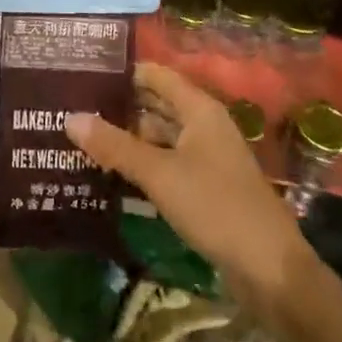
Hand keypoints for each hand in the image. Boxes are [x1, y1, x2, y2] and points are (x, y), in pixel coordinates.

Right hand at [67, 62, 318, 321]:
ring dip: (126, 136)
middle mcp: (203, 126)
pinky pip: (165, 163)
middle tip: (71, 105)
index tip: (82, 72)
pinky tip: (109, 171)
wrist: (270, 271)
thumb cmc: (216, 206)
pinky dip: (140, 163)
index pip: (155, 75)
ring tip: (81, 136)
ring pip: (159, 136)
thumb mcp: (159, 174)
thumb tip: (70, 117)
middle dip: (118, 105)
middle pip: (155, 104)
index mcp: (200, 110)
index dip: (122, 71)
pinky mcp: (204, 187)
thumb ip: (115, 145)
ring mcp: (205, 157)